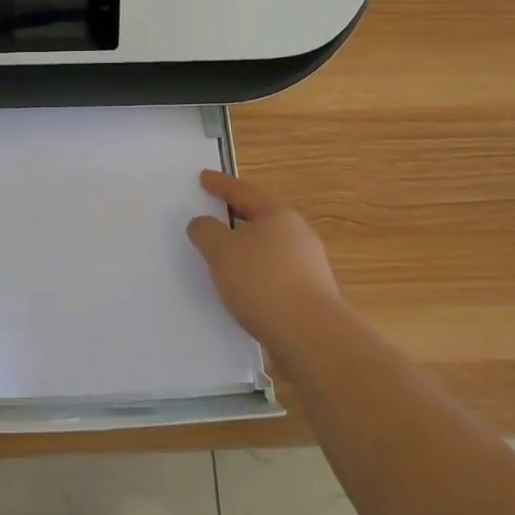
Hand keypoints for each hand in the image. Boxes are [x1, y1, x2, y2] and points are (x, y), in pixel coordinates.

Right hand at [187, 171, 342, 353]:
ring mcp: (308, 265)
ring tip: (224, 255)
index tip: (203, 178)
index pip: (243, 191)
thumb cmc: (263, 282)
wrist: (311, 336)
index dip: (220, 184)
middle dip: (236, 215)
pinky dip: (256, 272)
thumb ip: (206, 231)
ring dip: (246, 247)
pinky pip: (274, 272)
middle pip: (260, 217)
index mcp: (277, 214)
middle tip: (213, 213)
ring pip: (269, 247)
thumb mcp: (221, 251)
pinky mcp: (310, 293)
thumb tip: (203, 223)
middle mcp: (298, 234)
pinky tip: (243, 287)